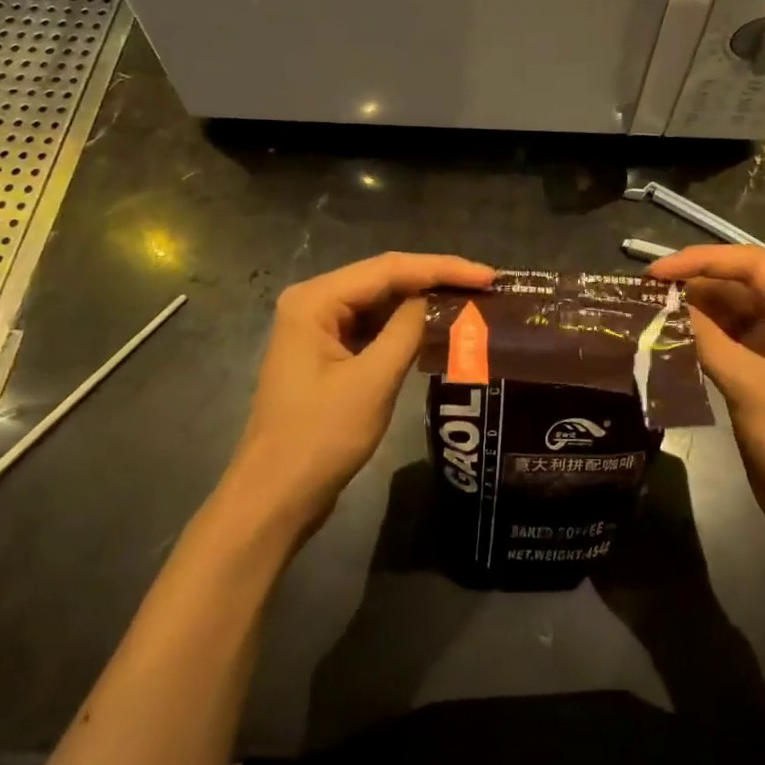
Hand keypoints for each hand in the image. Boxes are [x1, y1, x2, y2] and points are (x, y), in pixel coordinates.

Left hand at [225, 252, 494, 538]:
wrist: (276, 496)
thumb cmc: (321, 437)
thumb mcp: (373, 381)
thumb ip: (407, 330)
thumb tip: (439, 299)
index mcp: (315, 300)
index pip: (388, 268)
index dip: (442, 268)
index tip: (489, 276)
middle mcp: (313, 302)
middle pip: (384, 279)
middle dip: (435, 280)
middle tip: (487, 285)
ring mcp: (318, 328)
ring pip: (380, 302)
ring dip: (423, 302)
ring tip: (472, 300)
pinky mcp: (327, 353)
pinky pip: (373, 327)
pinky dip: (406, 326)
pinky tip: (438, 327)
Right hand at [647, 246, 764, 552]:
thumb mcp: (750, 384)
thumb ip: (706, 338)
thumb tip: (663, 305)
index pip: (750, 263)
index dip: (700, 260)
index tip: (654, 273)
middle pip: (737, 282)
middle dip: (691, 284)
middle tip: (641, 292)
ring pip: (727, 309)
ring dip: (690, 309)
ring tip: (645, 310)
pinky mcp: (761, 367)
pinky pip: (724, 336)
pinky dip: (696, 334)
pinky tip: (665, 336)